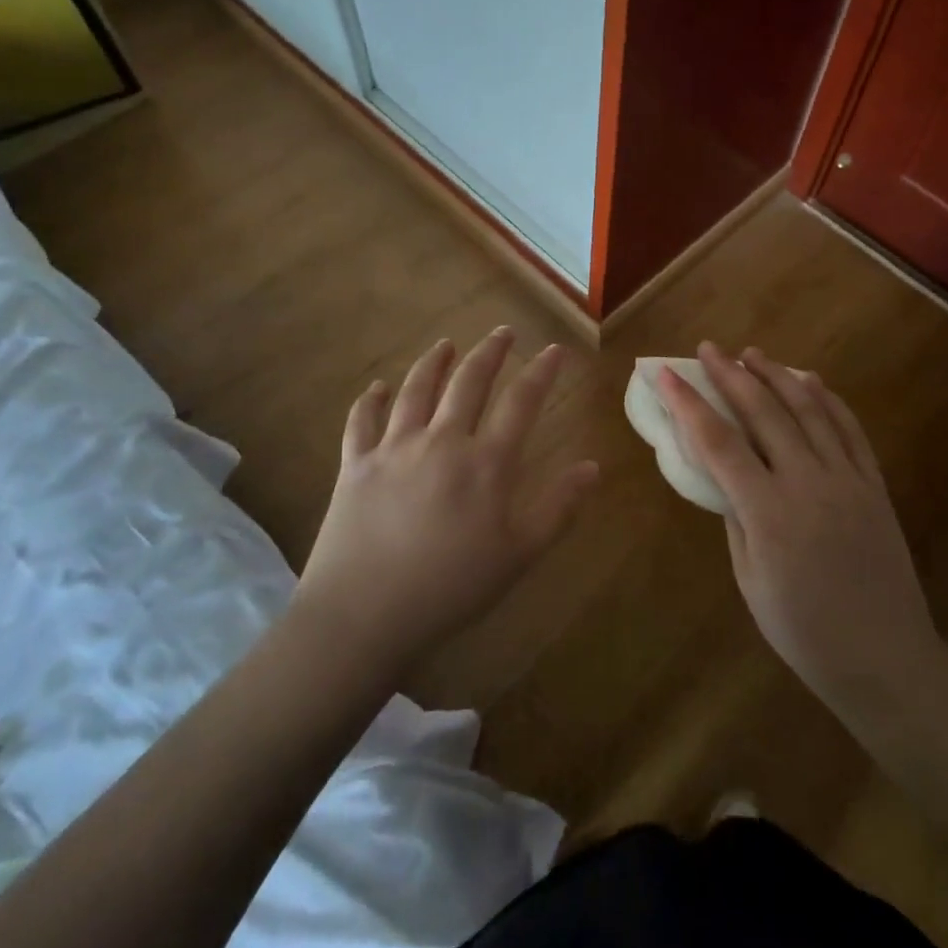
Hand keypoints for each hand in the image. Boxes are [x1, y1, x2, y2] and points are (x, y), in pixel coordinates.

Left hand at [293, 330, 598, 682]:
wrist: (364, 615)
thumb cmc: (451, 588)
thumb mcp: (519, 555)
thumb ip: (558, 507)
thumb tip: (592, 467)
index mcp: (485, 463)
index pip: (521, 402)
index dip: (541, 373)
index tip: (554, 350)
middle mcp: (440, 441)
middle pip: (468, 383)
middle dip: (489, 353)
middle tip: (503, 332)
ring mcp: (393, 449)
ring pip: (416, 390)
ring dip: (433, 362)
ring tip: (445, 344)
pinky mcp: (355, 465)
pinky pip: (362, 421)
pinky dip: (370, 400)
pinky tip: (378, 387)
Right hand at [657, 342, 940, 727]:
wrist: (884, 658)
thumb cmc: (803, 631)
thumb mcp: (750, 579)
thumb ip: (736, 518)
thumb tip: (726, 476)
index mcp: (769, 511)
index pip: (718, 442)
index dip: (688, 404)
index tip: (666, 375)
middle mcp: (809, 482)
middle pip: (764, 412)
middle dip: (731, 375)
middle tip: (709, 349)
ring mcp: (847, 479)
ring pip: (809, 411)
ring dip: (777, 376)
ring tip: (753, 354)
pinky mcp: (874, 485)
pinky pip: (849, 430)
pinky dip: (828, 400)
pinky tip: (811, 382)